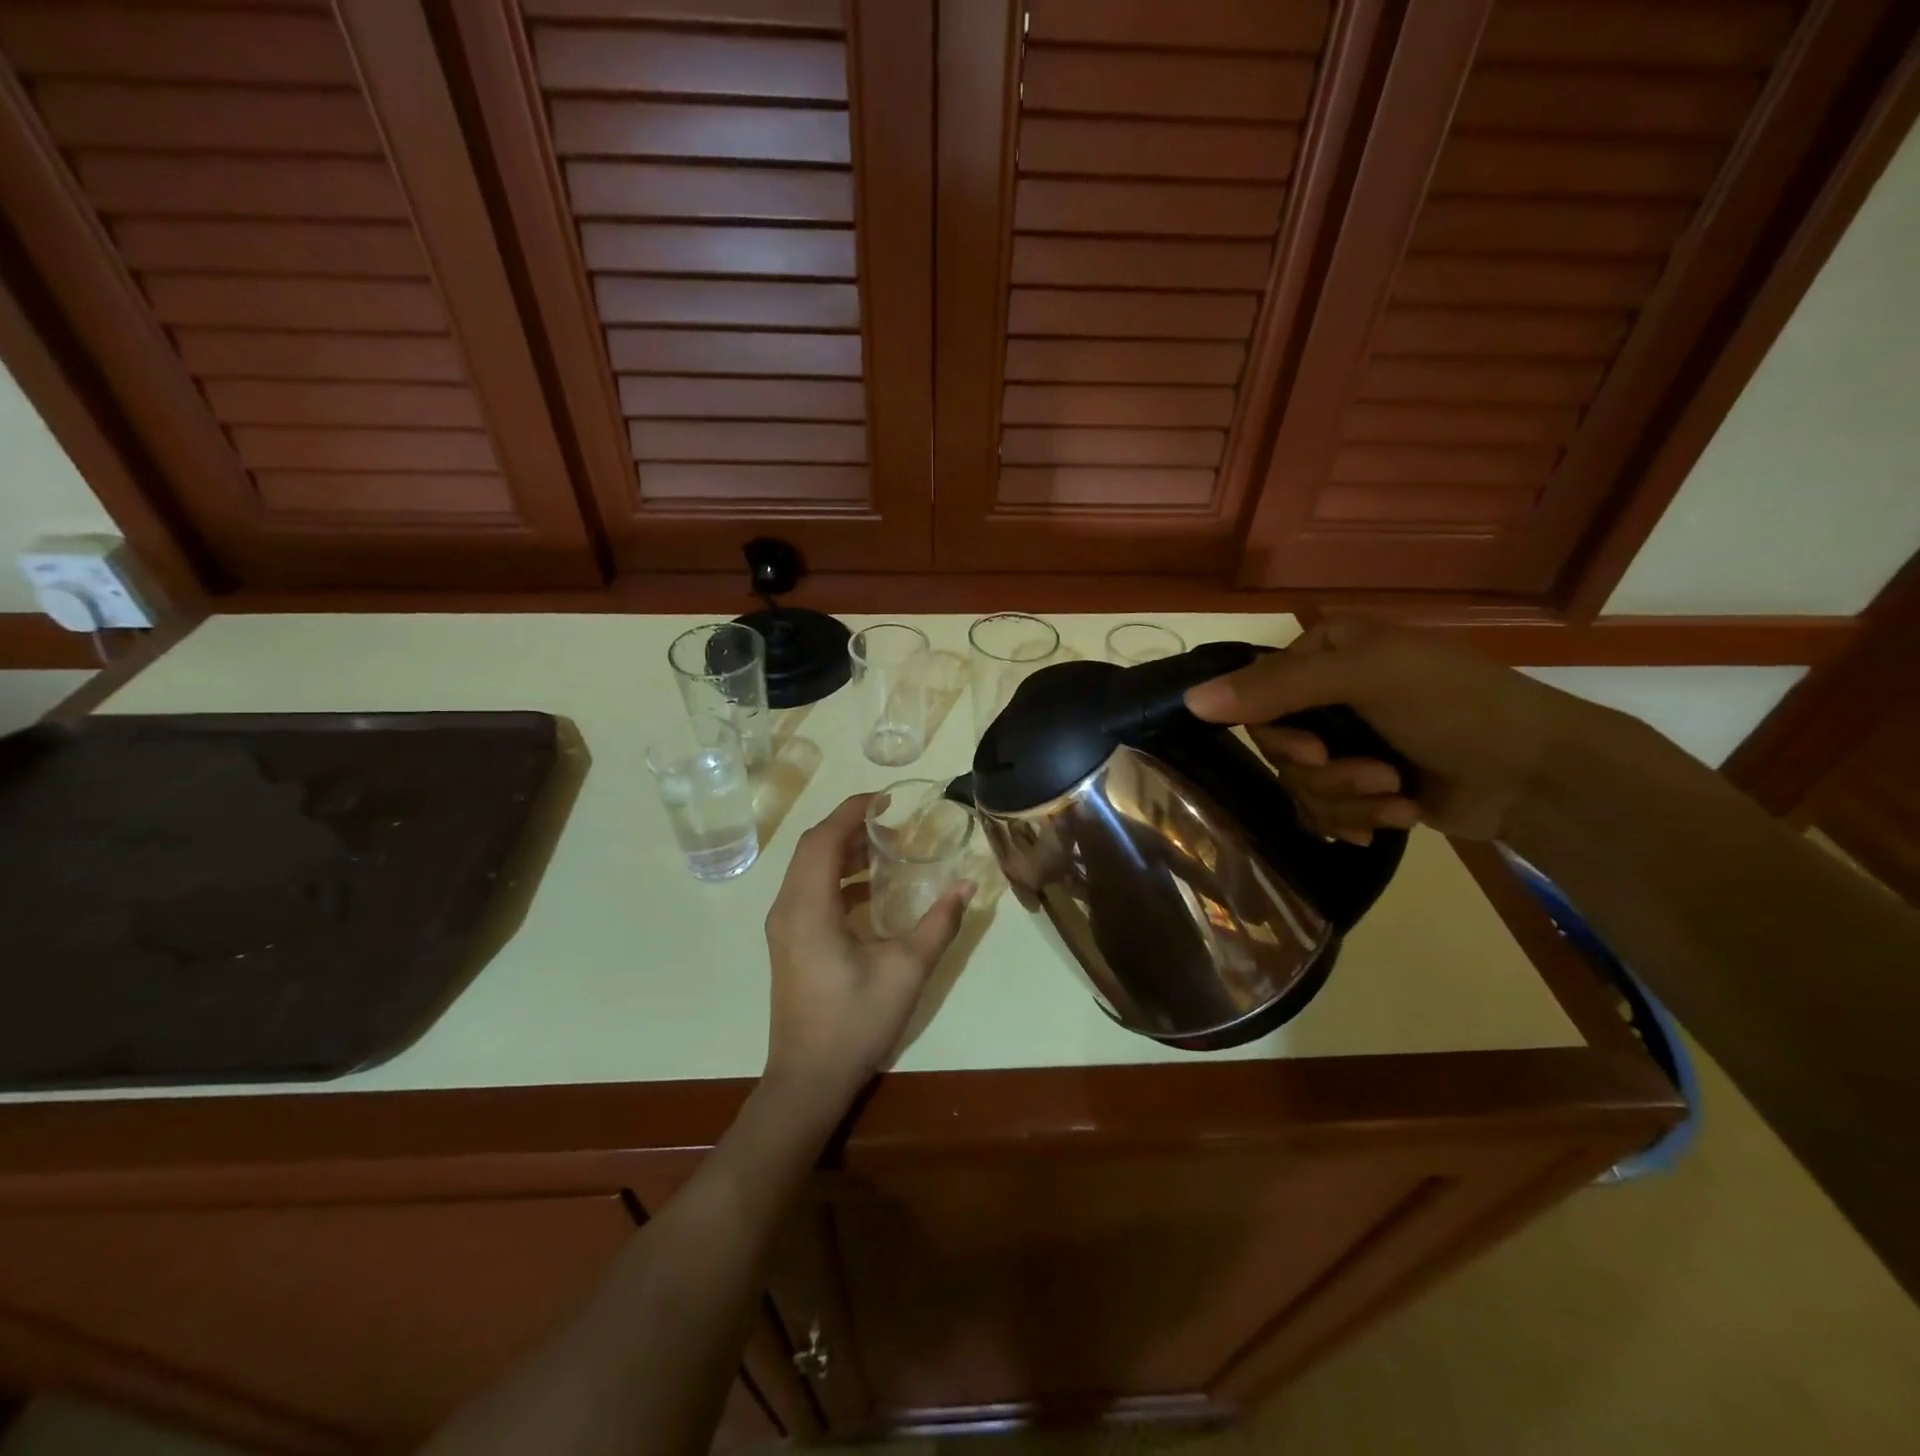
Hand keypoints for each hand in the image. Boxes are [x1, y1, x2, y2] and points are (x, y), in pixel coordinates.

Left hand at [763, 794, 975, 1107]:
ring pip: (809, 869)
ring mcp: (784, 927)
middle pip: (813, 848)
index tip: (886, 799)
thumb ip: (938, 924)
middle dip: (850, 826)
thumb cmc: (855, 1022)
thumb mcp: (906, 970)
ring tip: (887, 847)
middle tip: (892, 821)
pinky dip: (838, 878)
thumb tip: (967, 886)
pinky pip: (809, 891)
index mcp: (808, 908)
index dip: (852, 810)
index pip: (824, 838)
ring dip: (844, 851)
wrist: (807, 1080)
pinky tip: (873, 889)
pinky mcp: (789, 942)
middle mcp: (787, 908)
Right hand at [1185, 616, 1585, 842]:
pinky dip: (1358, 818)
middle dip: (1324, 771)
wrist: (1539, 774)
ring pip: (1299, 784)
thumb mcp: (1366, 678)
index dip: (1276, 732)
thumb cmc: (1456, 706)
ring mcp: (1344, 743)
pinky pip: (1323, 811)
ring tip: (1399, 796)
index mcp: (1324, 653)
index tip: (1314, 751)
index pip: (1255, 694)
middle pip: (1275, 747)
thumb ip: (1277, 688)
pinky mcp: (1362, 787)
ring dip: (1348, 798)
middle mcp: (1325, 695)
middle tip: (1372, 773)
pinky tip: (1396, 817)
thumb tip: (1189, 701)